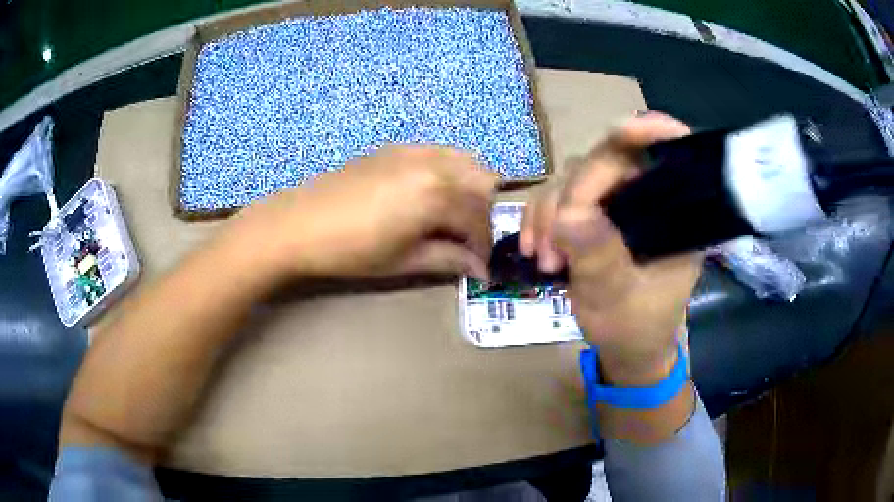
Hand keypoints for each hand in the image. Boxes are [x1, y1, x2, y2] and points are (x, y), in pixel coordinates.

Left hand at [226, 145, 497, 283]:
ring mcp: (415, 151)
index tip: (482, 267)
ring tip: (457, 215)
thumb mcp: (404, 261)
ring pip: (466, 161)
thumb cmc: (352, 250)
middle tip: (472, 238)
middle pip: (484, 182)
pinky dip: (450, 171)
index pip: (478, 220)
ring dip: (473, 188)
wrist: (299, 224)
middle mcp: (434, 163)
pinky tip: (433, 194)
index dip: (484, 246)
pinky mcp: (397, 148)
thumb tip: (480, 270)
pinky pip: (440, 153)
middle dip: (486, 212)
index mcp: (438, 194)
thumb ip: (449, 259)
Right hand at [520, 112, 701, 385]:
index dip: (652, 132)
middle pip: (609, 159)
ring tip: (543, 257)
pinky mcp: (591, 213)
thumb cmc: (637, 327)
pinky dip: (538, 217)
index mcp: (675, 215)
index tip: (622, 130)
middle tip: (552, 243)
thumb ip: (600, 260)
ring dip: (550, 211)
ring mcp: (616, 203)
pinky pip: (556, 197)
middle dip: (574, 194)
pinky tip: (532, 247)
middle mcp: (647, 198)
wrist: (624, 348)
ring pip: (575, 176)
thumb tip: (568, 216)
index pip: (671, 155)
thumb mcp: (620, 301)